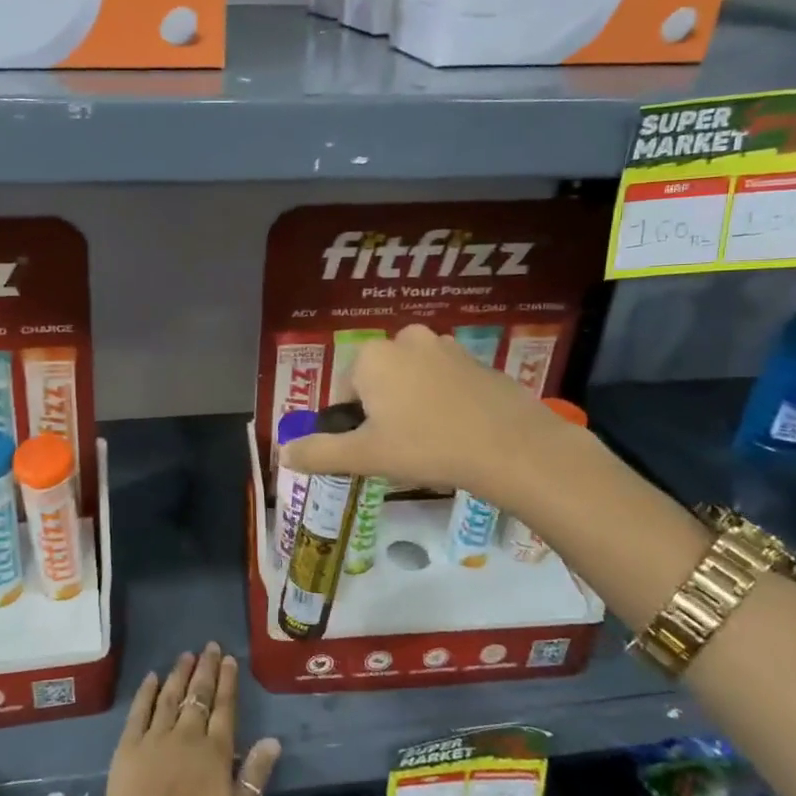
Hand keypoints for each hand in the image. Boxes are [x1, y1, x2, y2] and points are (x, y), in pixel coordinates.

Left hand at [101, 643, 281, 795]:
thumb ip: (255, 777)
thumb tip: (272, 741)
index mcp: (215, 753)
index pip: (225, 708)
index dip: (228, 682)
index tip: (229, 659)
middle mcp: (187, 736)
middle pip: (199, 695)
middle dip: (206, 669)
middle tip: (210, 647)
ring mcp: (155, 738)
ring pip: (170, 697)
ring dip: (179, 674)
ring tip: (186, 654)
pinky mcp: (128, 747)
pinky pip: (139, 711)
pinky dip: (147, 692)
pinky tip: (152, 678)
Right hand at [281, 324, 552, 495]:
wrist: (512, 447)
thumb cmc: (427, 447)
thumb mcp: (364, 456)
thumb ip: (319, 452)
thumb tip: (283, 453)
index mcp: (373, 356)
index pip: (345, 393)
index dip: (354, 425)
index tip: (373, 450)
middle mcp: (406, 340)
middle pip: (379, 382)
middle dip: (384, 412)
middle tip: (401, 448)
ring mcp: (446, 347)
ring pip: (412, 381)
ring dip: (413, 405)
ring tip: (431, 443)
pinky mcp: (478, 361)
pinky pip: (446, 382)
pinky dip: (444, 402)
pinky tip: (458, 432)